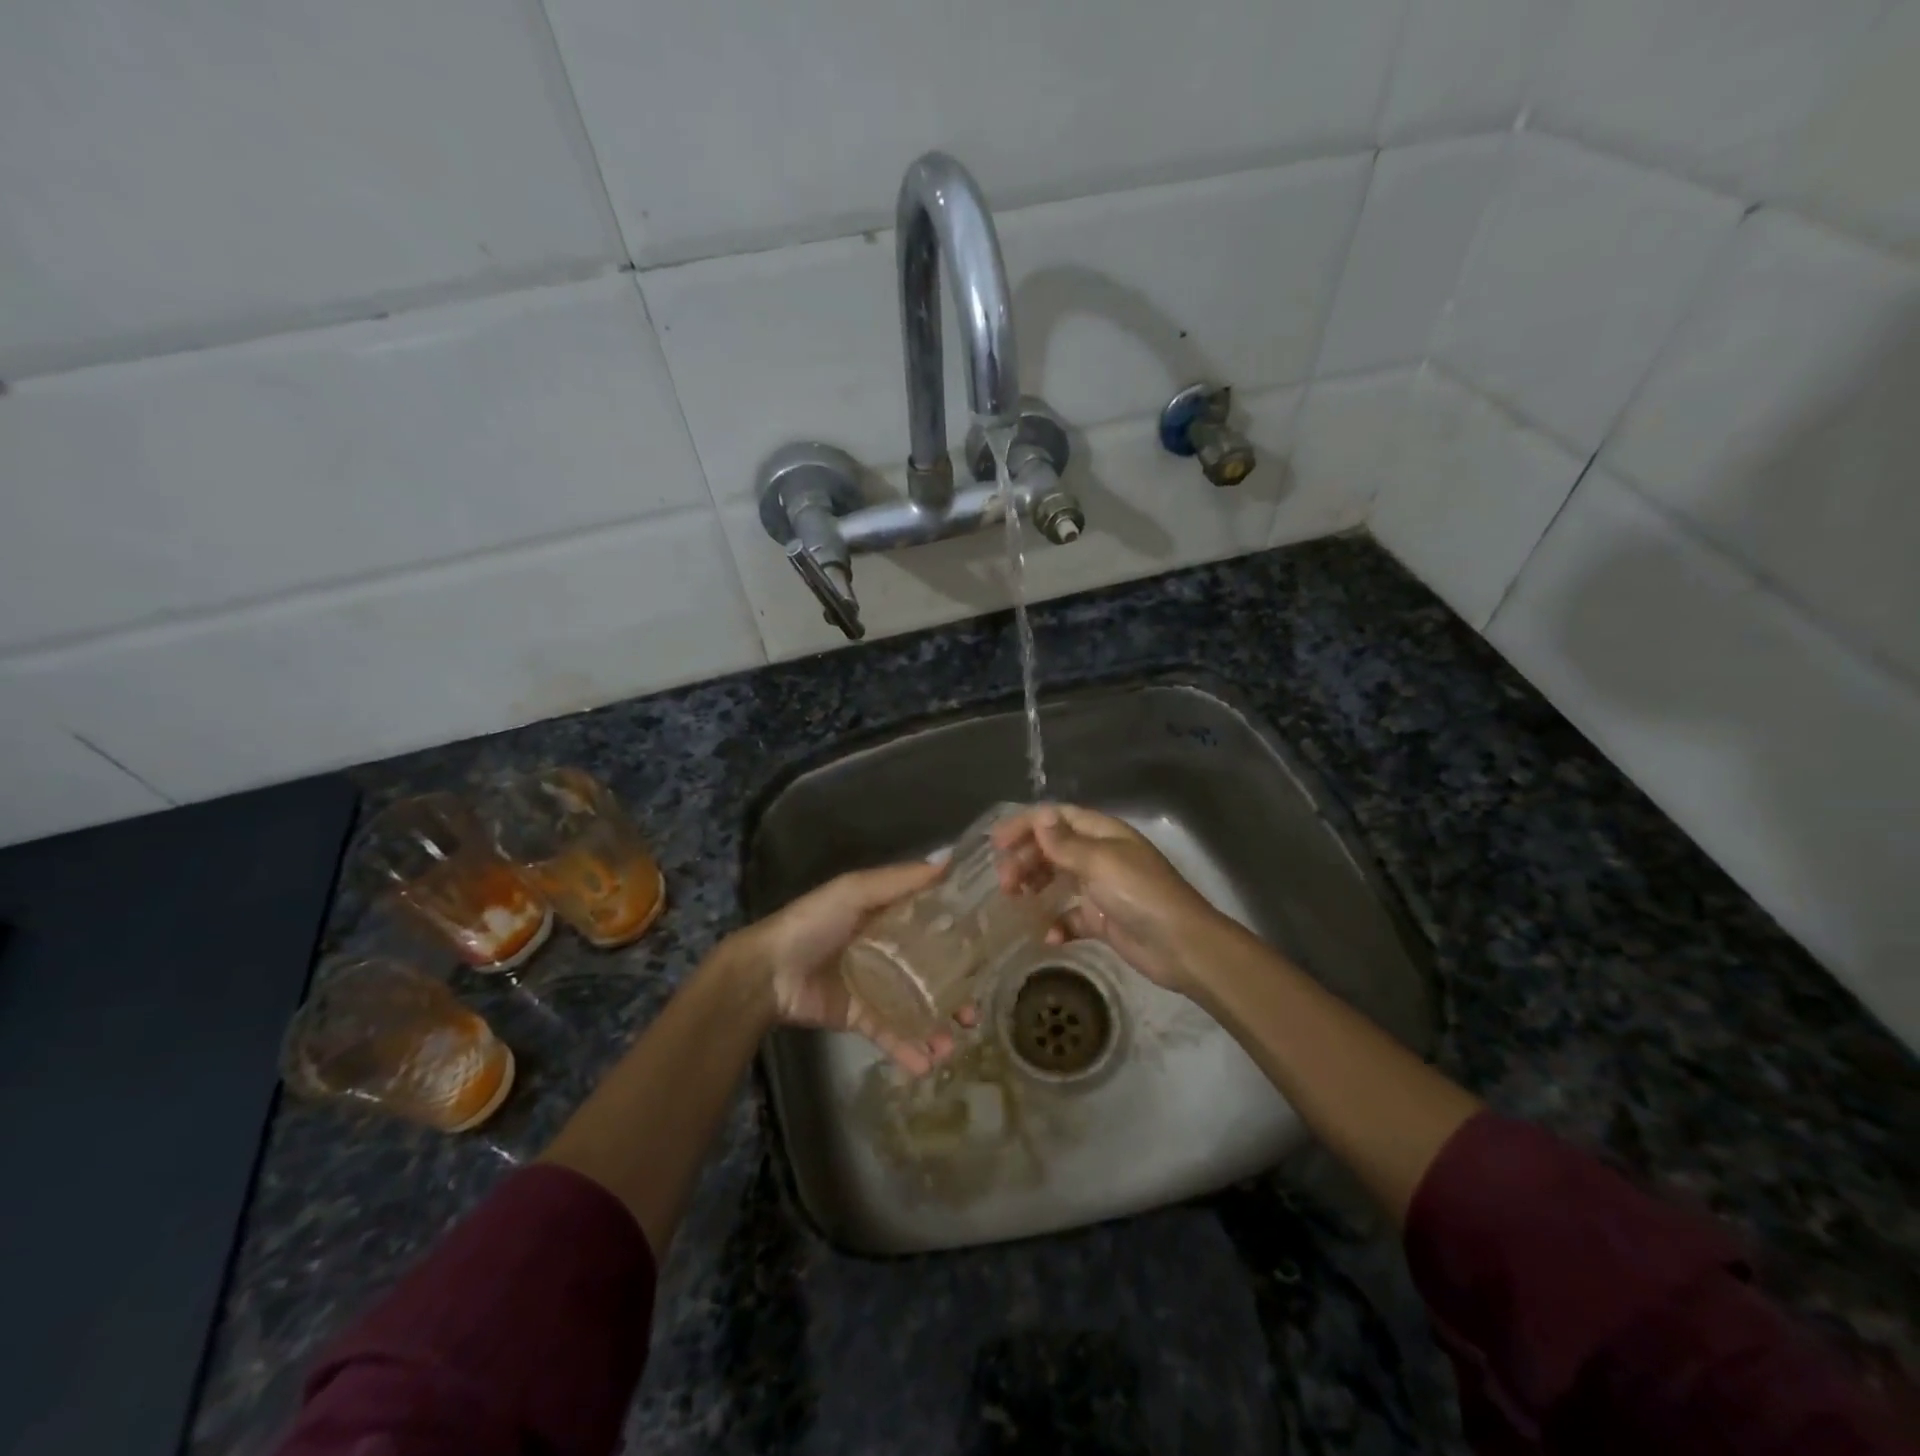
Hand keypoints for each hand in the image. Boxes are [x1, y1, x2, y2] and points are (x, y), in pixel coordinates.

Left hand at [723, 860, 964, 1075]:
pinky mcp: (861, 1017)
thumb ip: (900, 881)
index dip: (961, 936)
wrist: (767, 973)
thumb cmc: (813, 923)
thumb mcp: (855, 890)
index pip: (934, 924)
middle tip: (974, 1013)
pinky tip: (926, 1064)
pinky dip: (908, 1051)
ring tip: (952, 1047)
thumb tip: (948, 861)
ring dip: (938, 1029)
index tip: (992, 949)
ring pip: (917, 1008)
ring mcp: (876, 986)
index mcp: (888, 916)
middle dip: (956, 994)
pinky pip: (890, 1034)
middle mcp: (888, 950)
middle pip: (932, 972)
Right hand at [993, 804, 1225, 994]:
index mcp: (1103, 834)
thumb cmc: (1140, 894)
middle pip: (1053, 849)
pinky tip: (1049, 936)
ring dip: (1035, 887)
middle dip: (1025, 859)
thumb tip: (1041, 815)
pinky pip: (1071, 917)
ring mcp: (1101, 889)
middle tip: (1004, 881)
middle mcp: (1100, 856)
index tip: (997, 842)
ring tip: (1015, 901)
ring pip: (1057, 881)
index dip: (1027, 825)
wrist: (1181, 946)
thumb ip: (1065, 843)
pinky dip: (1057, 924)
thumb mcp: (1100, 862)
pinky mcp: (1102, 920)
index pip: (1058, 818)